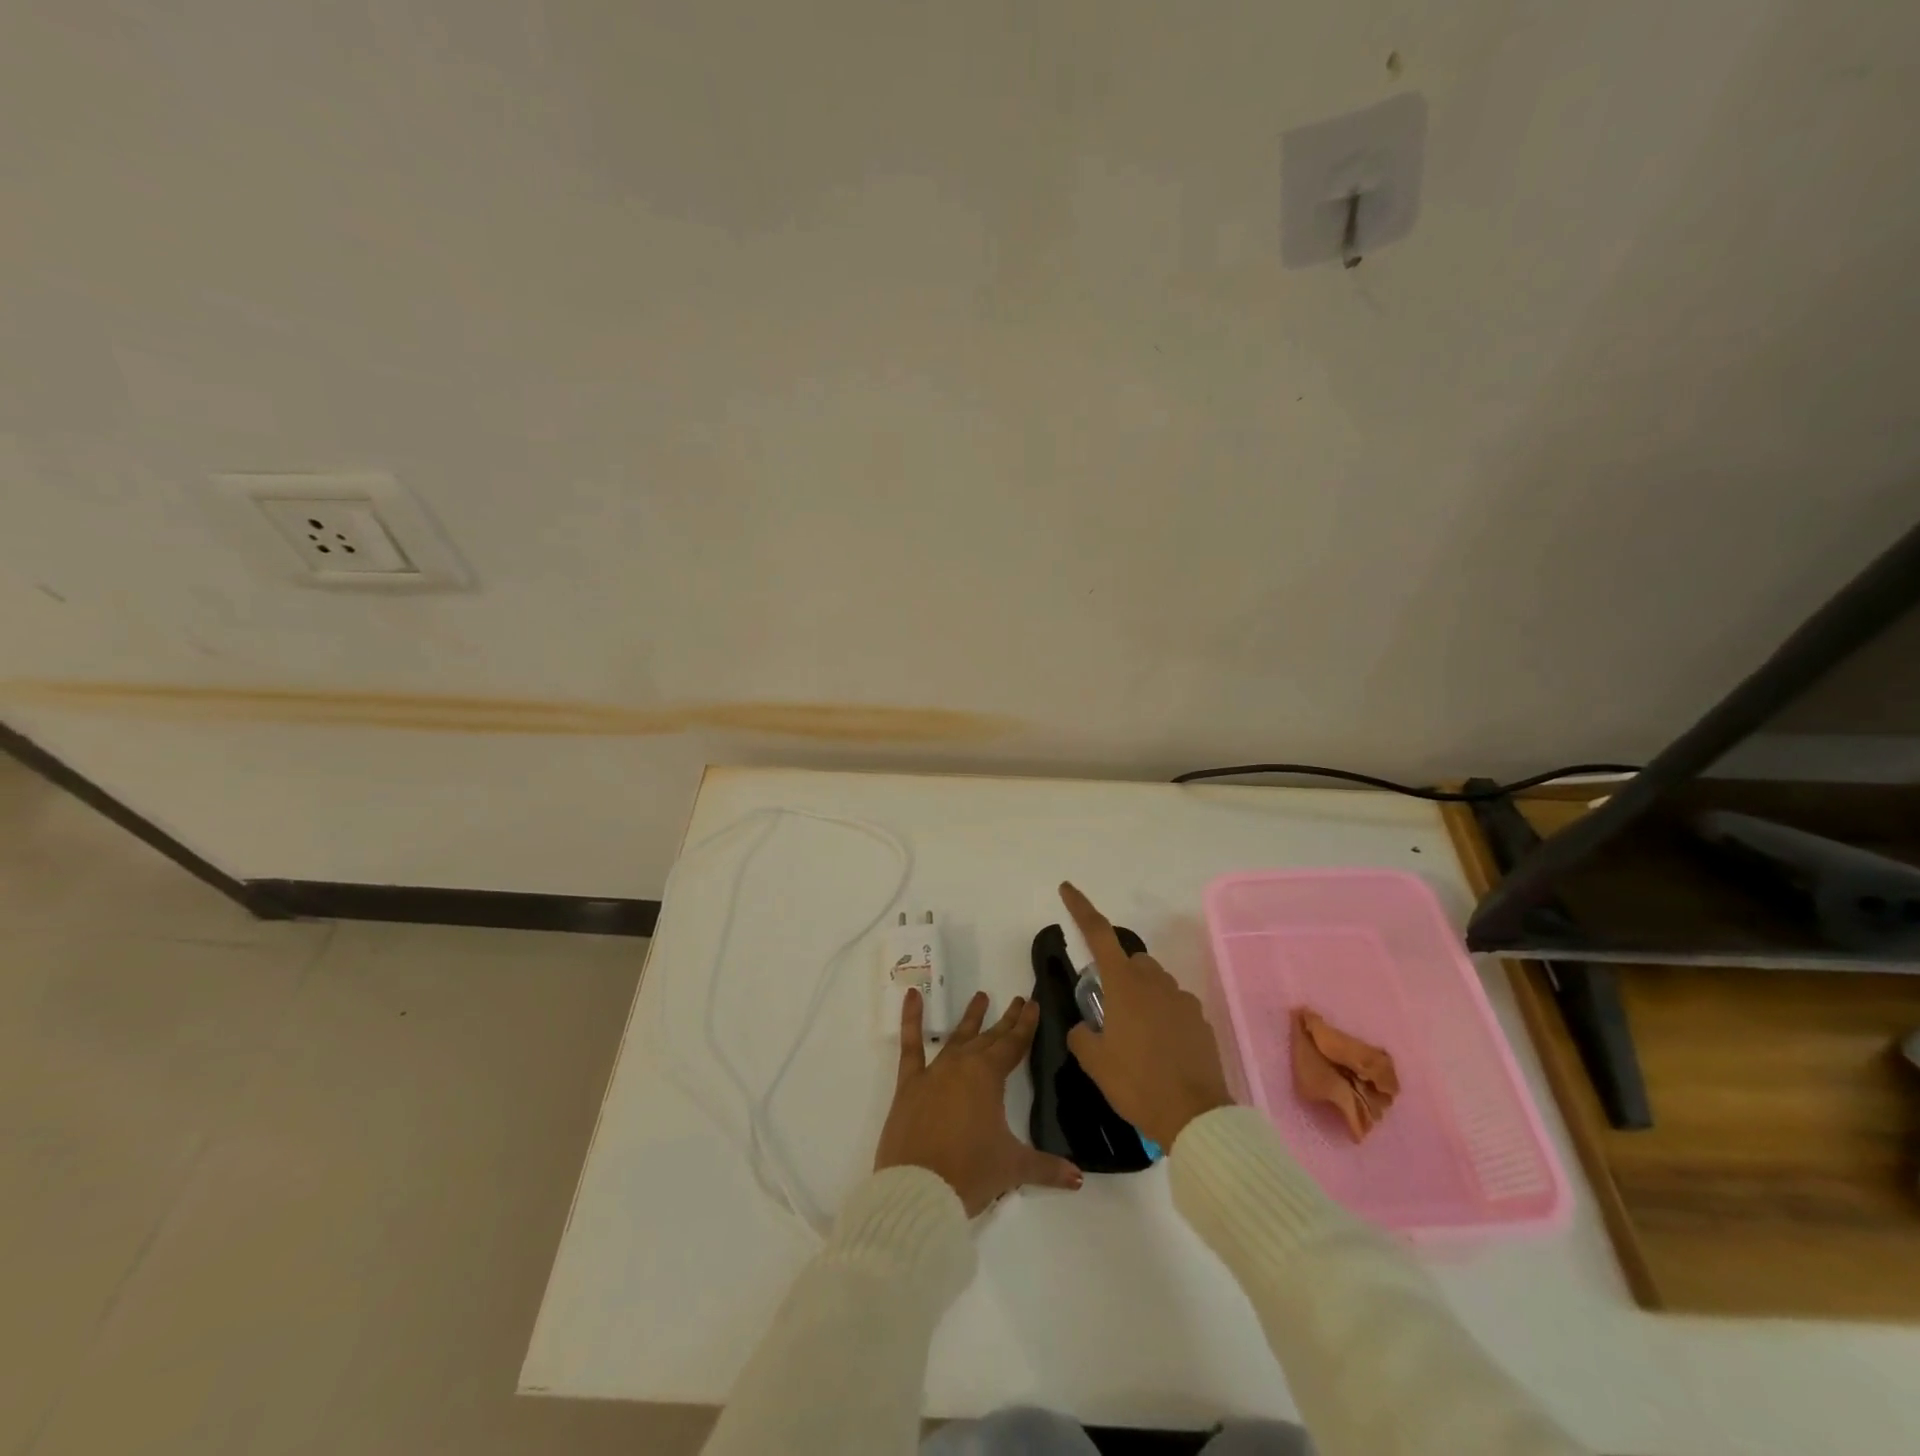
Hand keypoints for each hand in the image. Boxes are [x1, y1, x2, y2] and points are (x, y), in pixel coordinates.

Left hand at [875, 988, 1082, 1214]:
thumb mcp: (1013, 1168)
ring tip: (981, 997)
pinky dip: (910, 1019)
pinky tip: (913, 996)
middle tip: (1018, 1001)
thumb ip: (1047, 1168)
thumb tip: (1078, 1178)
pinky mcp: (909, 1084)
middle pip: (989, 1039)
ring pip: (957, 1038)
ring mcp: (934, 1072)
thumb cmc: (970, 1173)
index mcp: (989, 1077)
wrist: (918, 1189)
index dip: (1026, 1026)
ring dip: (971, 1018)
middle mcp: (962, 1065)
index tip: (1033, 1003)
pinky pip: (910, 1046)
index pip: (1013, 1045)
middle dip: (1006, 1021)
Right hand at [1060, 882, 1233, 1149]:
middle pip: (1132, 961)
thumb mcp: (1095, 1062)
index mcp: (1124, 984)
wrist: (1195, 1117)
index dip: (1080, 907)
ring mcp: (1182, 1000)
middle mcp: (1155, 982)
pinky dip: (1163, 1018)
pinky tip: (1160, 1050)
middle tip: (1109, 1011)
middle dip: (1118, 974)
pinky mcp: (1200, 1020)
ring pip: (1155, 984)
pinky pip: (1174, 1007)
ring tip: (1135, 1038)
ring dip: (1142, 998)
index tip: (1067, 888)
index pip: (1098, 933)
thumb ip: (1083, 1036)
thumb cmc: (1137, 1083)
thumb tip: (1086, 1028)